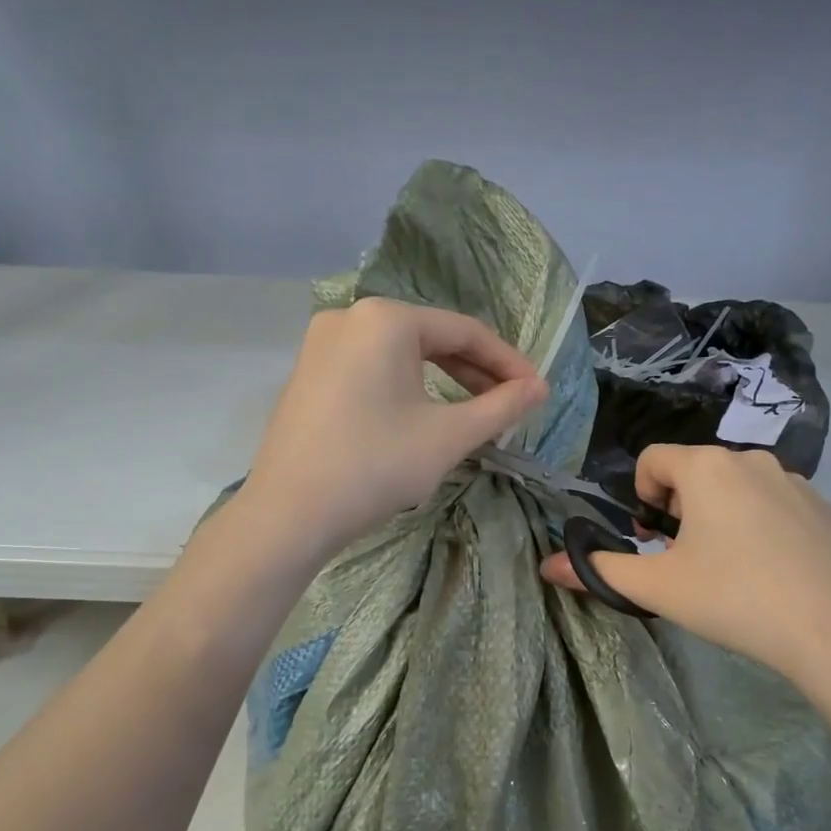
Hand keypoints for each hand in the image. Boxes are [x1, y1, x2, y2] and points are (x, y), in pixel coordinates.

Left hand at [239, 297, 547, 559]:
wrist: (289, 514)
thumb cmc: (376, 466)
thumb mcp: (449, 436)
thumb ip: (501, 407)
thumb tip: (540, 389)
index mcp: (386, 319)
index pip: (466, 332)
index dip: (509, 363)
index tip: (537, 394)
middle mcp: (351, 317)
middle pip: (432, 338)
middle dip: (477, 373)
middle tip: (510, 406)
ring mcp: (323, 344)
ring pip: (402, 355)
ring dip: (445, 381)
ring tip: (475, 414)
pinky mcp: (310, 373)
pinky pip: (373, 369)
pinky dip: (408, 388)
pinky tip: (424, 416)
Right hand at [541, 445, 830, 685]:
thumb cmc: (735, 598)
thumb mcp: (658, 588)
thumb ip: (600, 572)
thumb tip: (548, 567)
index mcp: (707, 468)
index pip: (654, 459)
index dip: (642, 497)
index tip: (653, 541)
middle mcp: (752, 460)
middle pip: (696, 473)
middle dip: (680, 510)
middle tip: (688, 561)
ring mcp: (795, 482)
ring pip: (737, 488)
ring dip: (720, 517)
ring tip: (730, 570)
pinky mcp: (825, 507)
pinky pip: (775, 505)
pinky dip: (761, 527)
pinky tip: (772, 573)